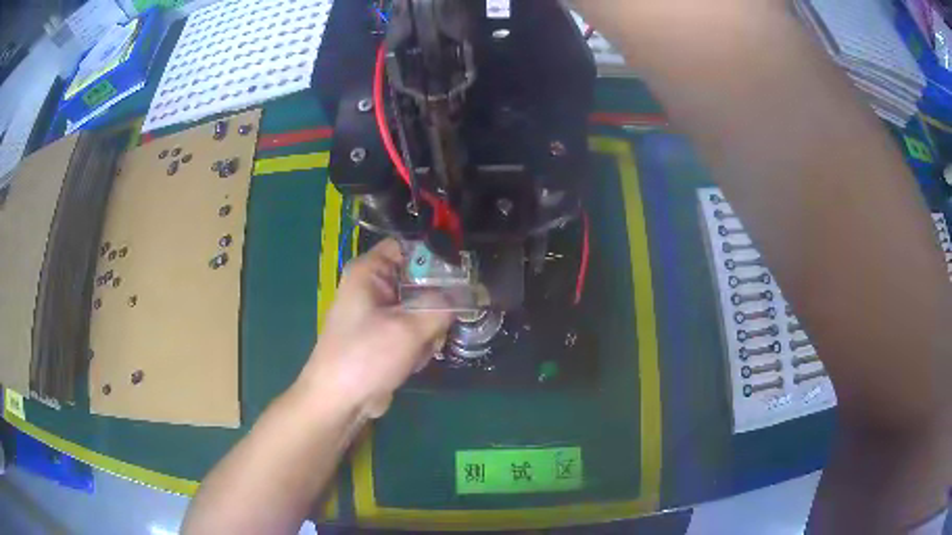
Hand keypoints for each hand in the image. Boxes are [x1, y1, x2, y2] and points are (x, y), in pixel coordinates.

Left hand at [298, 239, 453, 418]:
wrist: (340, 401)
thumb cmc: (366, 356)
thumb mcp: (409, 328)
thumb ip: (443, 306)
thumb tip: (471, 294)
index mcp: (369, 271)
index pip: (409, 247)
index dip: (436, 256)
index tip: (464, 275)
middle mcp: (372, 287)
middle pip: (419, 281)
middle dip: (435, 304)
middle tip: (443, 322)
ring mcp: (378, 313)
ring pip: (421, 308)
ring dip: (428, 330)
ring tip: (420, 349)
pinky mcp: (384, 336)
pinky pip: (413, 329)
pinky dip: (419, 344)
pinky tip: (411, 361)